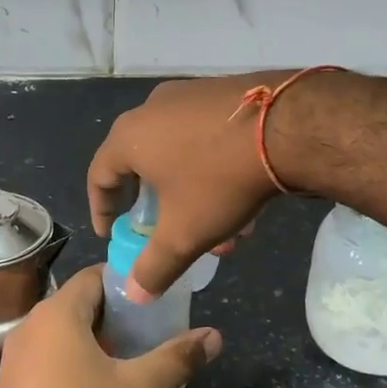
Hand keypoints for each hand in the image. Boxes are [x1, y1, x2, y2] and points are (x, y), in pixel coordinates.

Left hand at [0, 264, 221, 387]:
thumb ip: (176, 358)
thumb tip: (214, 336)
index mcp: (58, 313)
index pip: (94, 276)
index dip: (127, 282)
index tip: (156, 298)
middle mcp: (30, 325)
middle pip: (78, 302)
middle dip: (115, 313)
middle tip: (150, 329)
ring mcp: (14, 355)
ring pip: (61, 330)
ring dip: (94, 337)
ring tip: (130, 357)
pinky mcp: (10, 384)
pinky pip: (46, 354)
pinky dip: (72, 357)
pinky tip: (97, 384)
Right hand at [87, 73, 302, 298]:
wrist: (288, 125)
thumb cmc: (219, 179)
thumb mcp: (184, 233)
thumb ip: (154, 267)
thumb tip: (133, 294)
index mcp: (130, 136)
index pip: (99, 175)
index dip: (101, 210)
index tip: (112, 234)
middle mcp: (153, 108)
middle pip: (144, 168)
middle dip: (162, 212)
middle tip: (173, 236)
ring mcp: (190, 95)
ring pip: (181, 157)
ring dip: (195, 199)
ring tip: (226, 233)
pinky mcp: (224, 93)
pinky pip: (206, 139)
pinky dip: (214, 172)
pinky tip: (246, 203)